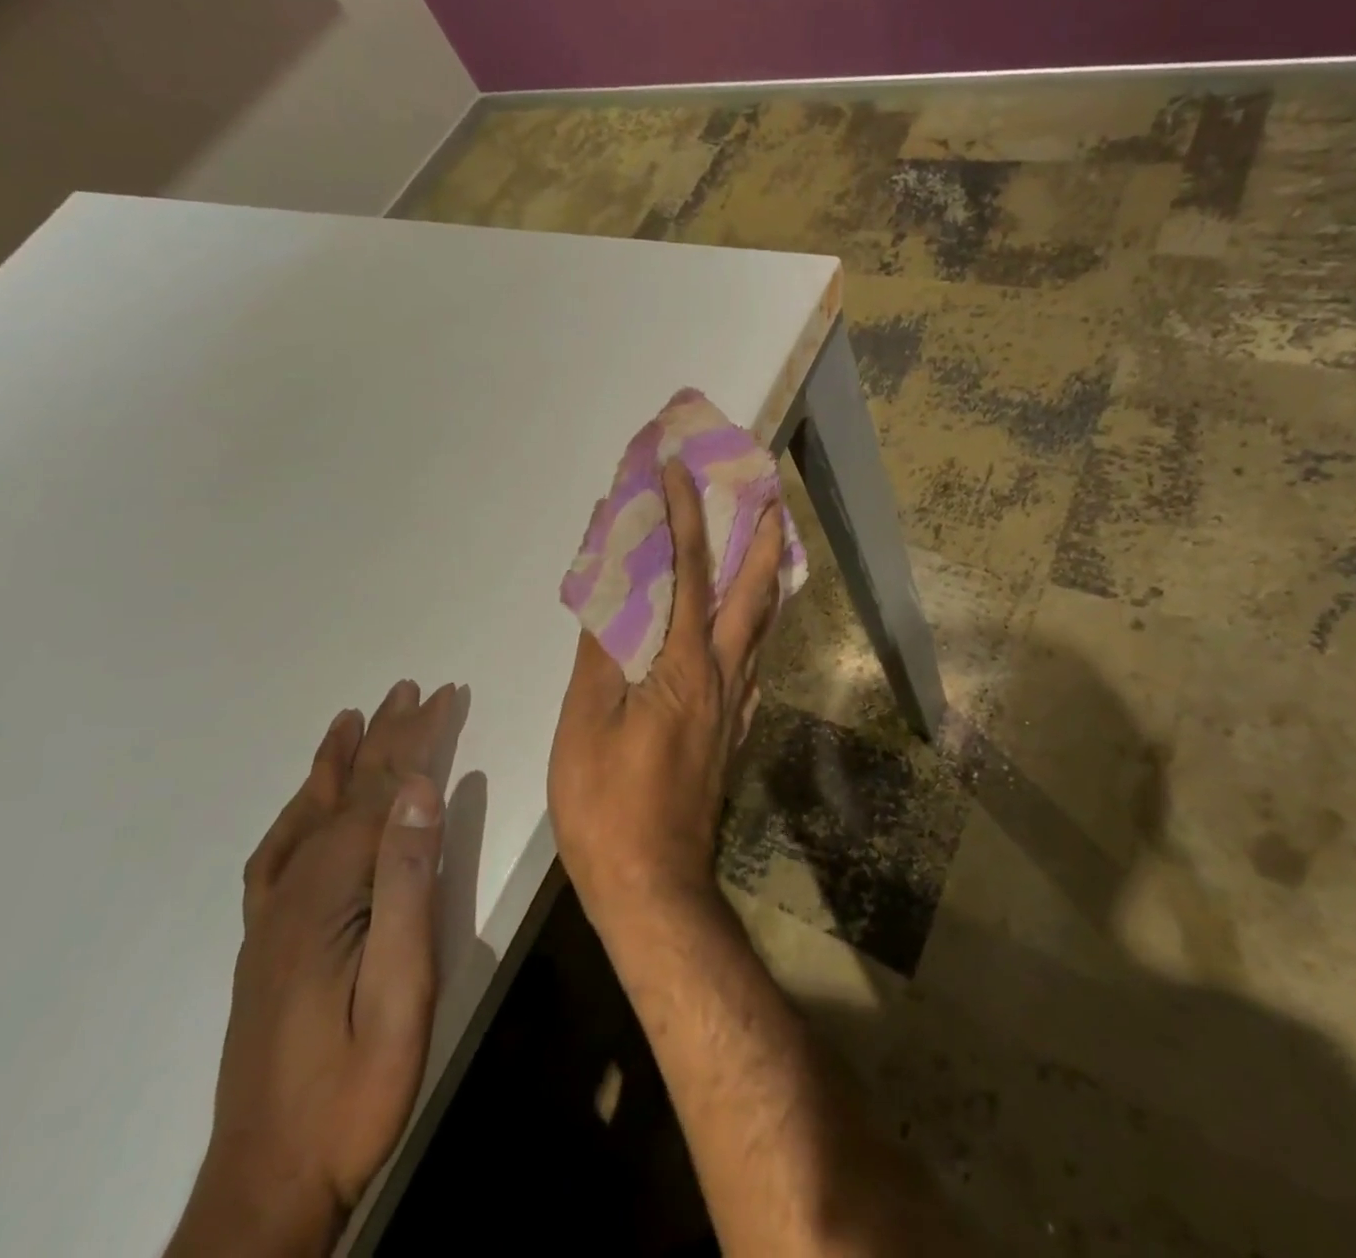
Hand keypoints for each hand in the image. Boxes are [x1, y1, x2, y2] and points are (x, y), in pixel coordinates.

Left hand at [169, 681, 456, 1257]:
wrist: (269, 1182)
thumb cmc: (356, 1084)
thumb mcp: (403, 987)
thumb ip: (409, 882)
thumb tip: (422, 790)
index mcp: (329, 893)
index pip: (381, 792)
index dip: (415, 738)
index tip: (445, 694)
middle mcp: (293, 889)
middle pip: (347, 793)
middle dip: (386, 736)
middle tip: (412, 689)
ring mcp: (273, 916)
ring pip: (310, 815)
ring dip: (339, 762)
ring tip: (353, 719)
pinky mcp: (267, 941)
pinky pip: (279, 854)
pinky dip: (299, 812)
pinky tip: (308, 805)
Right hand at [549, 460, 783, 933]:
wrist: (654, 887)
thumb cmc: (607, 805)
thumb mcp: (585, 723)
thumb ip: (600, 652)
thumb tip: (608, 591)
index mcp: (685, 665)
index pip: (689, 570)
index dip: (684, 514)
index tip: (680, 468)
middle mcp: (724, 676)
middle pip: (753, 593)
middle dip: (762, 538)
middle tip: (769, 495)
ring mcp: (735, 706)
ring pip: (761, 628)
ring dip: (765, 580)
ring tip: (766, 547)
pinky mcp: (732, 732)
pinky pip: (752, 662)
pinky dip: (754, 628)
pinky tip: (744, 630)